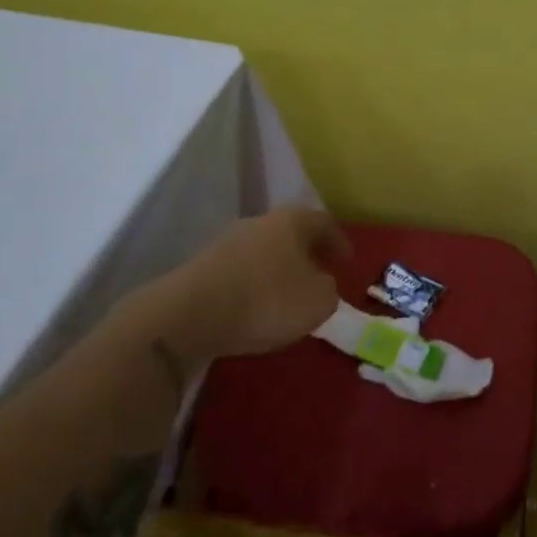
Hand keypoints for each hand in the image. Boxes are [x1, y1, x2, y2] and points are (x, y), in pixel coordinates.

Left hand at [162, 208, 350, 359]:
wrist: (189, 314)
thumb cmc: (266, 300)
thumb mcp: (318, 301)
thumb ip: (328, 290)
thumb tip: (320, 284)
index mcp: (291, 221)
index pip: (323, 222)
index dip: (339, 241)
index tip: (347, 261)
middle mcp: (259, 222)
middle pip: (290, 233)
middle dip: (307, 252)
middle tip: (320, 274)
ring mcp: (227, 242)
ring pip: (264, 250)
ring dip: (279, 268)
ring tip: (288, 294)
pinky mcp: (203, 267)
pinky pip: (241, 270)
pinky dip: (255, 283)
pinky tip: (257, 305)